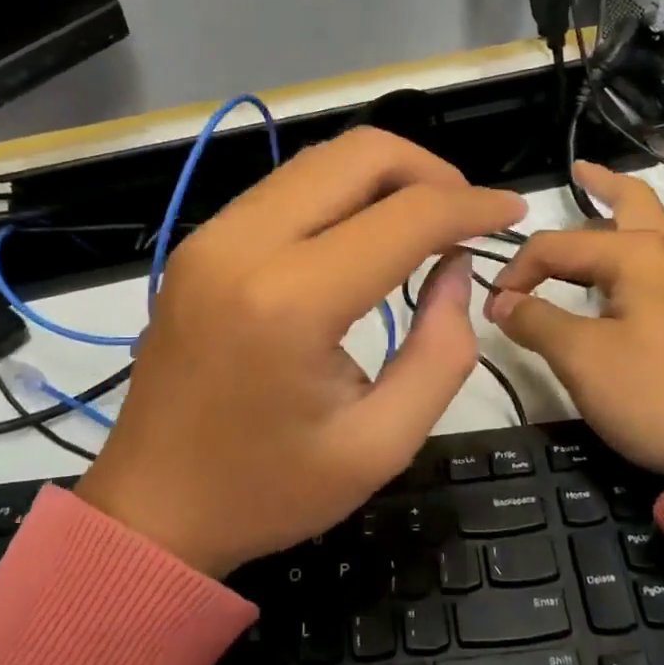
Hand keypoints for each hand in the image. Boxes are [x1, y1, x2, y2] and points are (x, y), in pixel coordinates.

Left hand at [76, 128, 525, 576]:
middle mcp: (244, 245)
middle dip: (429, 170)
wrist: (150, 510)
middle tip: (467, 214)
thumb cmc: (268, 490)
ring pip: (319, 160)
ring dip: (385, 175)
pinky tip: (366, 231)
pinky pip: (286, 187)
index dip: (473, 205)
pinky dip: (341, 192)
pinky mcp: (200, 244)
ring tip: (426, 219)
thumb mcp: (380, 443)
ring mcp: (212, 236)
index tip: (513, 212)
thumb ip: (441, 350)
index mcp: (291, 302)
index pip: (405, 216)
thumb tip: (455, 267)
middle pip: (357, 154)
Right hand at [484, 161, 663, 476]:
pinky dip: (657, 263)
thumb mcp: (580, 357)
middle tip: (579, 172)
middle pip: (636, 202)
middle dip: (604, 184)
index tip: (495, 307)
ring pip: (661, 234)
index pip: (558, 246)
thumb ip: (535, 320)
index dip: (518, 270)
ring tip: (603, 219)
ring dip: (630, 219)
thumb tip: (501, 300)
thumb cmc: (654, 393)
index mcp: (637, 255)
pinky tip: (651, 287)